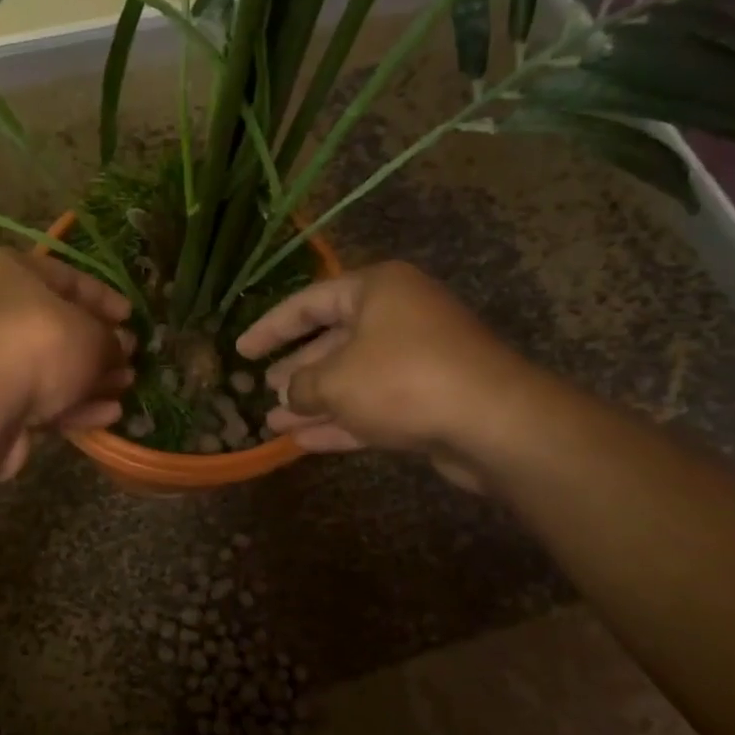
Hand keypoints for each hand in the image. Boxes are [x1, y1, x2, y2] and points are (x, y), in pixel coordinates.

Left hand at [0, 248, 135, 479]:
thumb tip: (120, 348)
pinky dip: (71, 404)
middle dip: (98, 344)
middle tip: (131, 358)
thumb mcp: (91, 334)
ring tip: (126, 387)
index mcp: (5, 270)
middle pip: (56, 324)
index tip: (132, 318)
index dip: (104, 298)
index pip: (66, 277)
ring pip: (48, 365)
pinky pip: (36, 397)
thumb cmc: (36, 345)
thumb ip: (111, 340)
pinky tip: (108, 415)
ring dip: (89, 378)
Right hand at [235, 261, 541, 489]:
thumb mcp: (335, 380)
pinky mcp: (428, 401)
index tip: (241, 350)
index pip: (308, 303)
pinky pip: (372, 407)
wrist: (493, 423)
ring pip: (351, 379)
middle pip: (332, 341)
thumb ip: (302, 386)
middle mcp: (397, 318)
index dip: (269, 328)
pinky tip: (303, 443)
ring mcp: (416, 361)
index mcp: (376, 291)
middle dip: (296, 370)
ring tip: (273, 423)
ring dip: (313, 403)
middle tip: (262, 388)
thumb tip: (290, 396)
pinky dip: (339, 423)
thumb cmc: (402, 380)